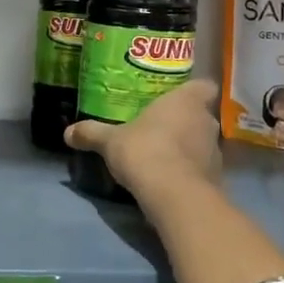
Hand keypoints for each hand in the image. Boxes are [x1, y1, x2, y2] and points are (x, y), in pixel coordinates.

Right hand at [65, 79, 218, 201]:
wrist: (175, 196)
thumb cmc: (145, 152)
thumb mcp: (110, 141)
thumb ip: (91, 133)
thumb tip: (67, 132)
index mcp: (186, 101)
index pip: (204, 86)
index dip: (193, 91)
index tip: (177, 98)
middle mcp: (206, 121)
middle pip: (201, 115)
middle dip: (185, 121)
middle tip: (161, 127)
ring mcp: (215, 151)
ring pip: (203, 142)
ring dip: (188, 147)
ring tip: (164, 155)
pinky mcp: (216, 178)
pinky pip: (202, 168)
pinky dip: (190, 171)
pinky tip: (170, 179)